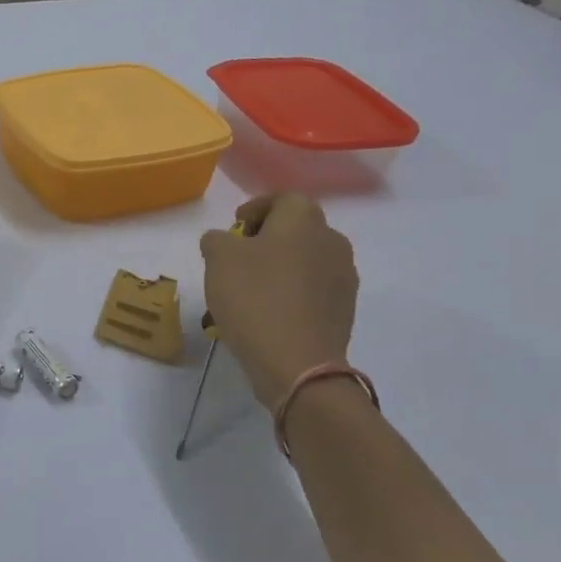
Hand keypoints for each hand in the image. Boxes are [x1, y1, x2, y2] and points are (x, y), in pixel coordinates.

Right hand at [200, 194, 358, 408]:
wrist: (297, 362)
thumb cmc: (255, 298)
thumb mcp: (218, 259)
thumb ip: (217, 239)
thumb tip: (223, 240)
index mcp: (304, 220)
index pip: (283, 198)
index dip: (256, 208)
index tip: (234, 226)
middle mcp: (332, 241)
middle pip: (297, 229)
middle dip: (267, 239)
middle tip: (238, 258)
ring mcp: (343, 277)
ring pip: (305, 261)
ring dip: (280, 268)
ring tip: (250, 290)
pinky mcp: (343, 309)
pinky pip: (312, 290)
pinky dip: (291, 293)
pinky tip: (268, 313)